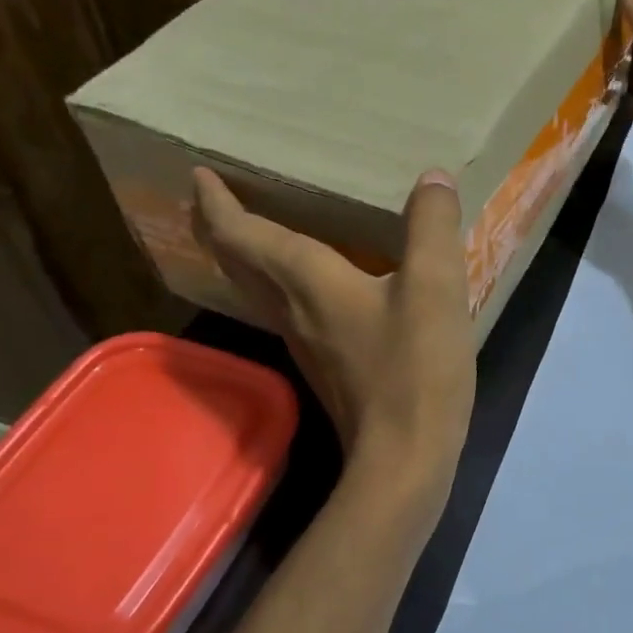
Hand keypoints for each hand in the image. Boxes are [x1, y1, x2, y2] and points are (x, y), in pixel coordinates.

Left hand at [192, 167, 476, 486]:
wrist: (405, 458)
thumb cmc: (414, 367)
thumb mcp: (435, 287)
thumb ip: (433, 227)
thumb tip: (433, 179)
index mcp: (308, 282)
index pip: (243, 235)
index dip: (216, 203)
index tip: (198, 175)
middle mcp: (293, 311)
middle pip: (239, 265)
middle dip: (219, 228)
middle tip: (210, 200)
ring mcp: (307, 346)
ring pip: (259, 292)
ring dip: (246, 259)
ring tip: (255, 234)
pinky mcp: (328, 370)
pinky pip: (288, 314)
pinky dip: (281, 287)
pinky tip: (312, 289)